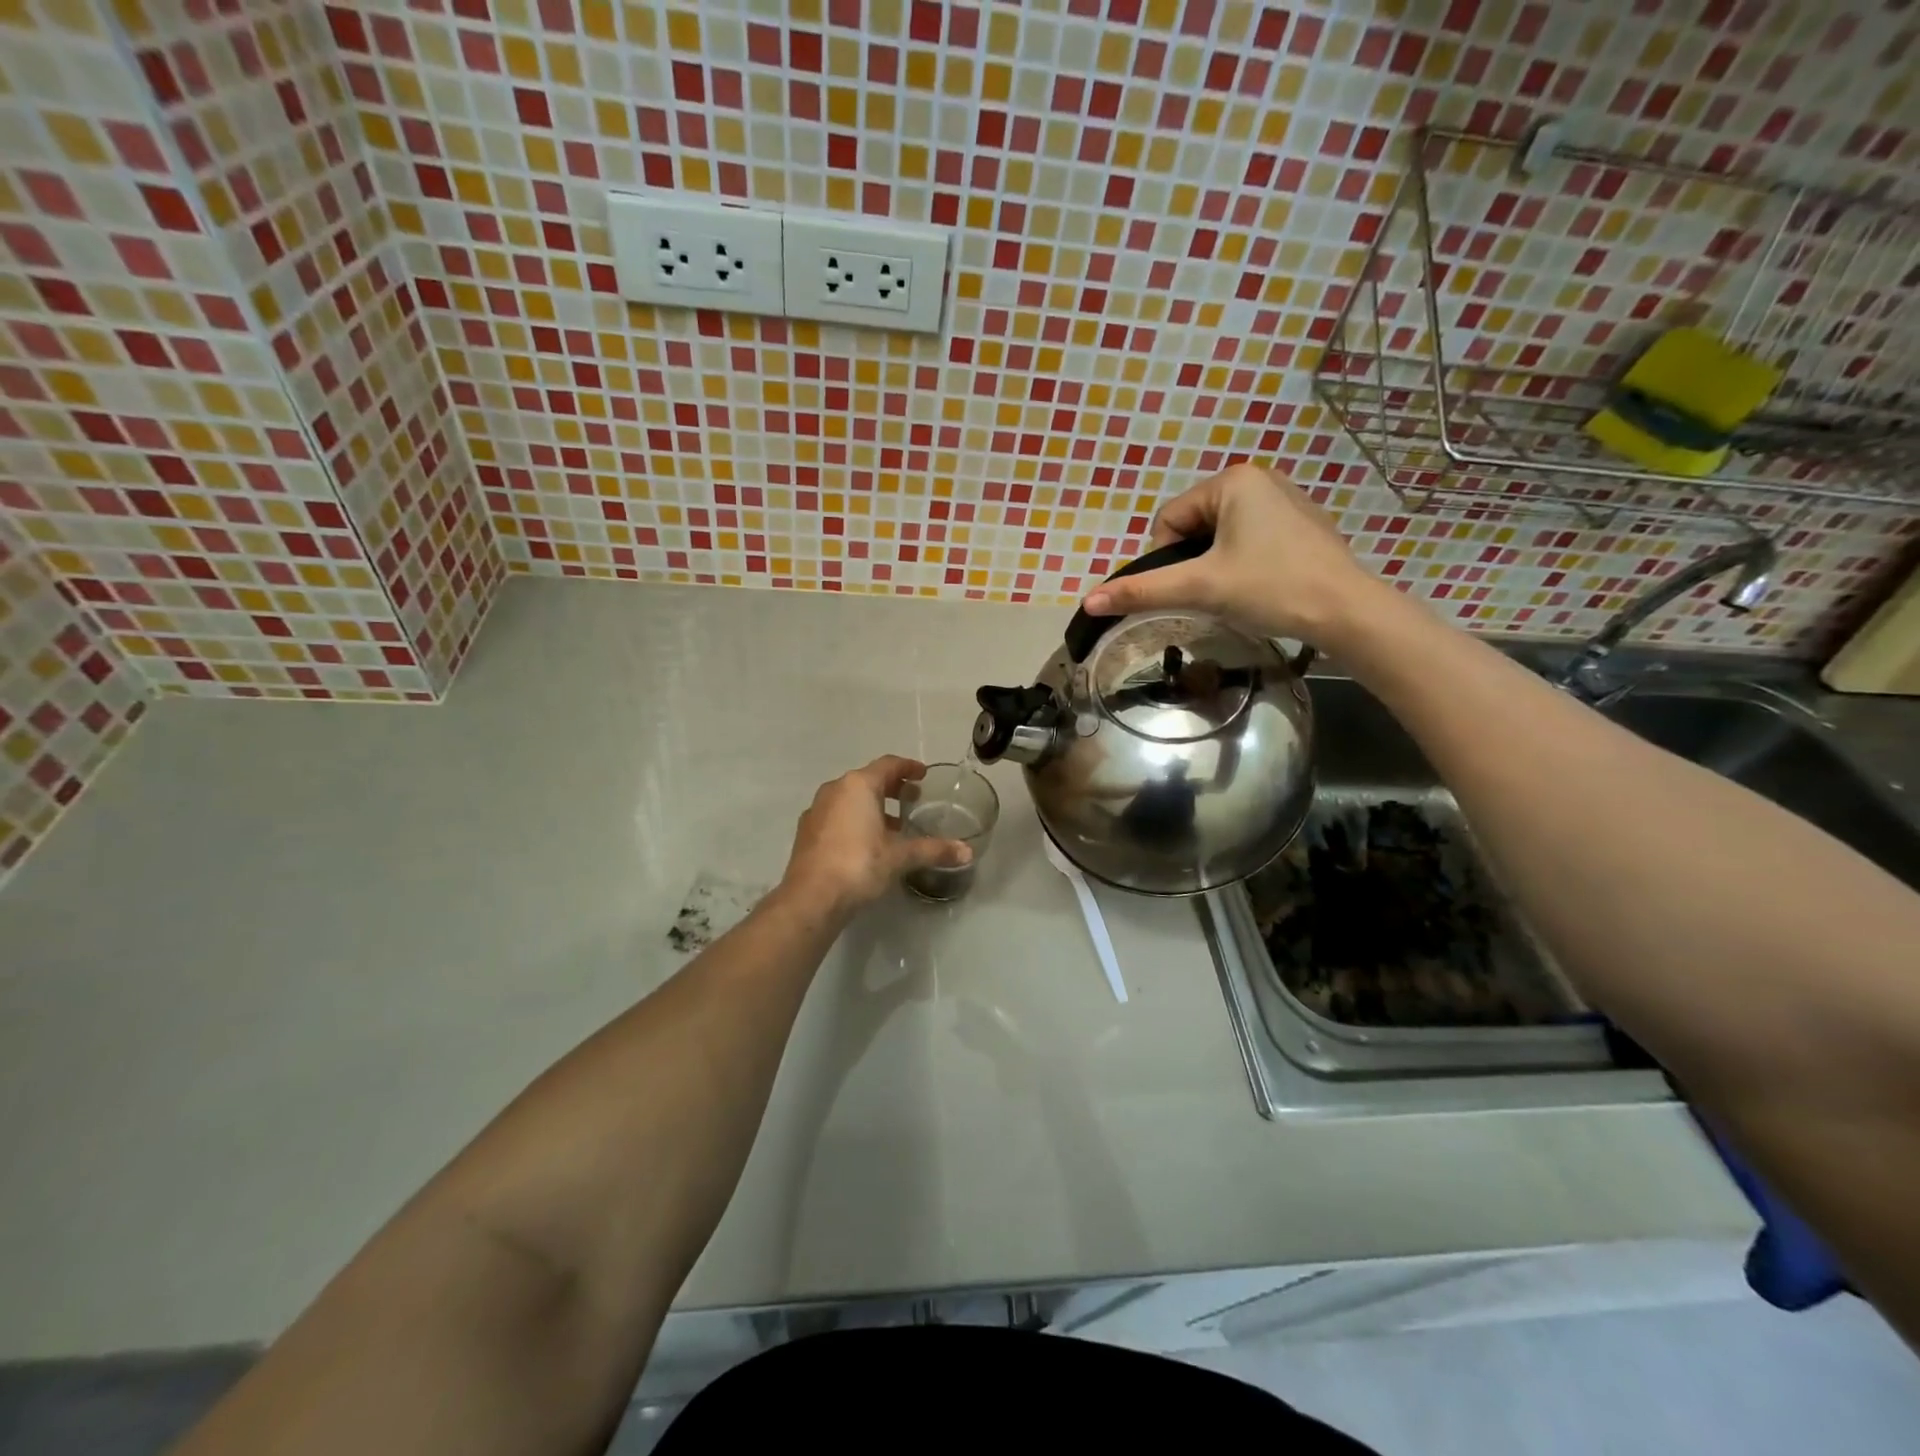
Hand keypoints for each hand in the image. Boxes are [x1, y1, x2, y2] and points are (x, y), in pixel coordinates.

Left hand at [779, 756, 971, 914]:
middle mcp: (835, 790)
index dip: (908, 768)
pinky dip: (855, 819)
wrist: (812, 898)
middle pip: (868, 779)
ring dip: (873, 805)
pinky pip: (837, 815)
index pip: (888, 765)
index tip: (923, 775)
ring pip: (850, 798)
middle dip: (891, 787)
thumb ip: (934, 850)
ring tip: (894, 823)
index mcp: (858, 785)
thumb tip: (967, 851)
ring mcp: (817, 810)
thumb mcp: (900, 856)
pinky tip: (867, 841)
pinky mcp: (807, 831)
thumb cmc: (859, 865)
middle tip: (912, 797)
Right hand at [1081, 463, 1386, 643]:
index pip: (1169, 519)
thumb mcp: (1200, 588)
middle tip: (1211, 593)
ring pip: (1221, 535)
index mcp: (1233, 480)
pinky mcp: (1300, 523)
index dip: (1166, 558)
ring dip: (1216, 564)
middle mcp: (1259, 478)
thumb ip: (1142, 591)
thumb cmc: (1270, 588)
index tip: (1188, 587)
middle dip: (1194, 561)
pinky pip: (1250, 538)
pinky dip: (1242, 562)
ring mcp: (1285, 499)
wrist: (1345, 611)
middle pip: (1195, 525)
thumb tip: (1088, 601)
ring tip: (1235, 592)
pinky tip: (1260, 585)